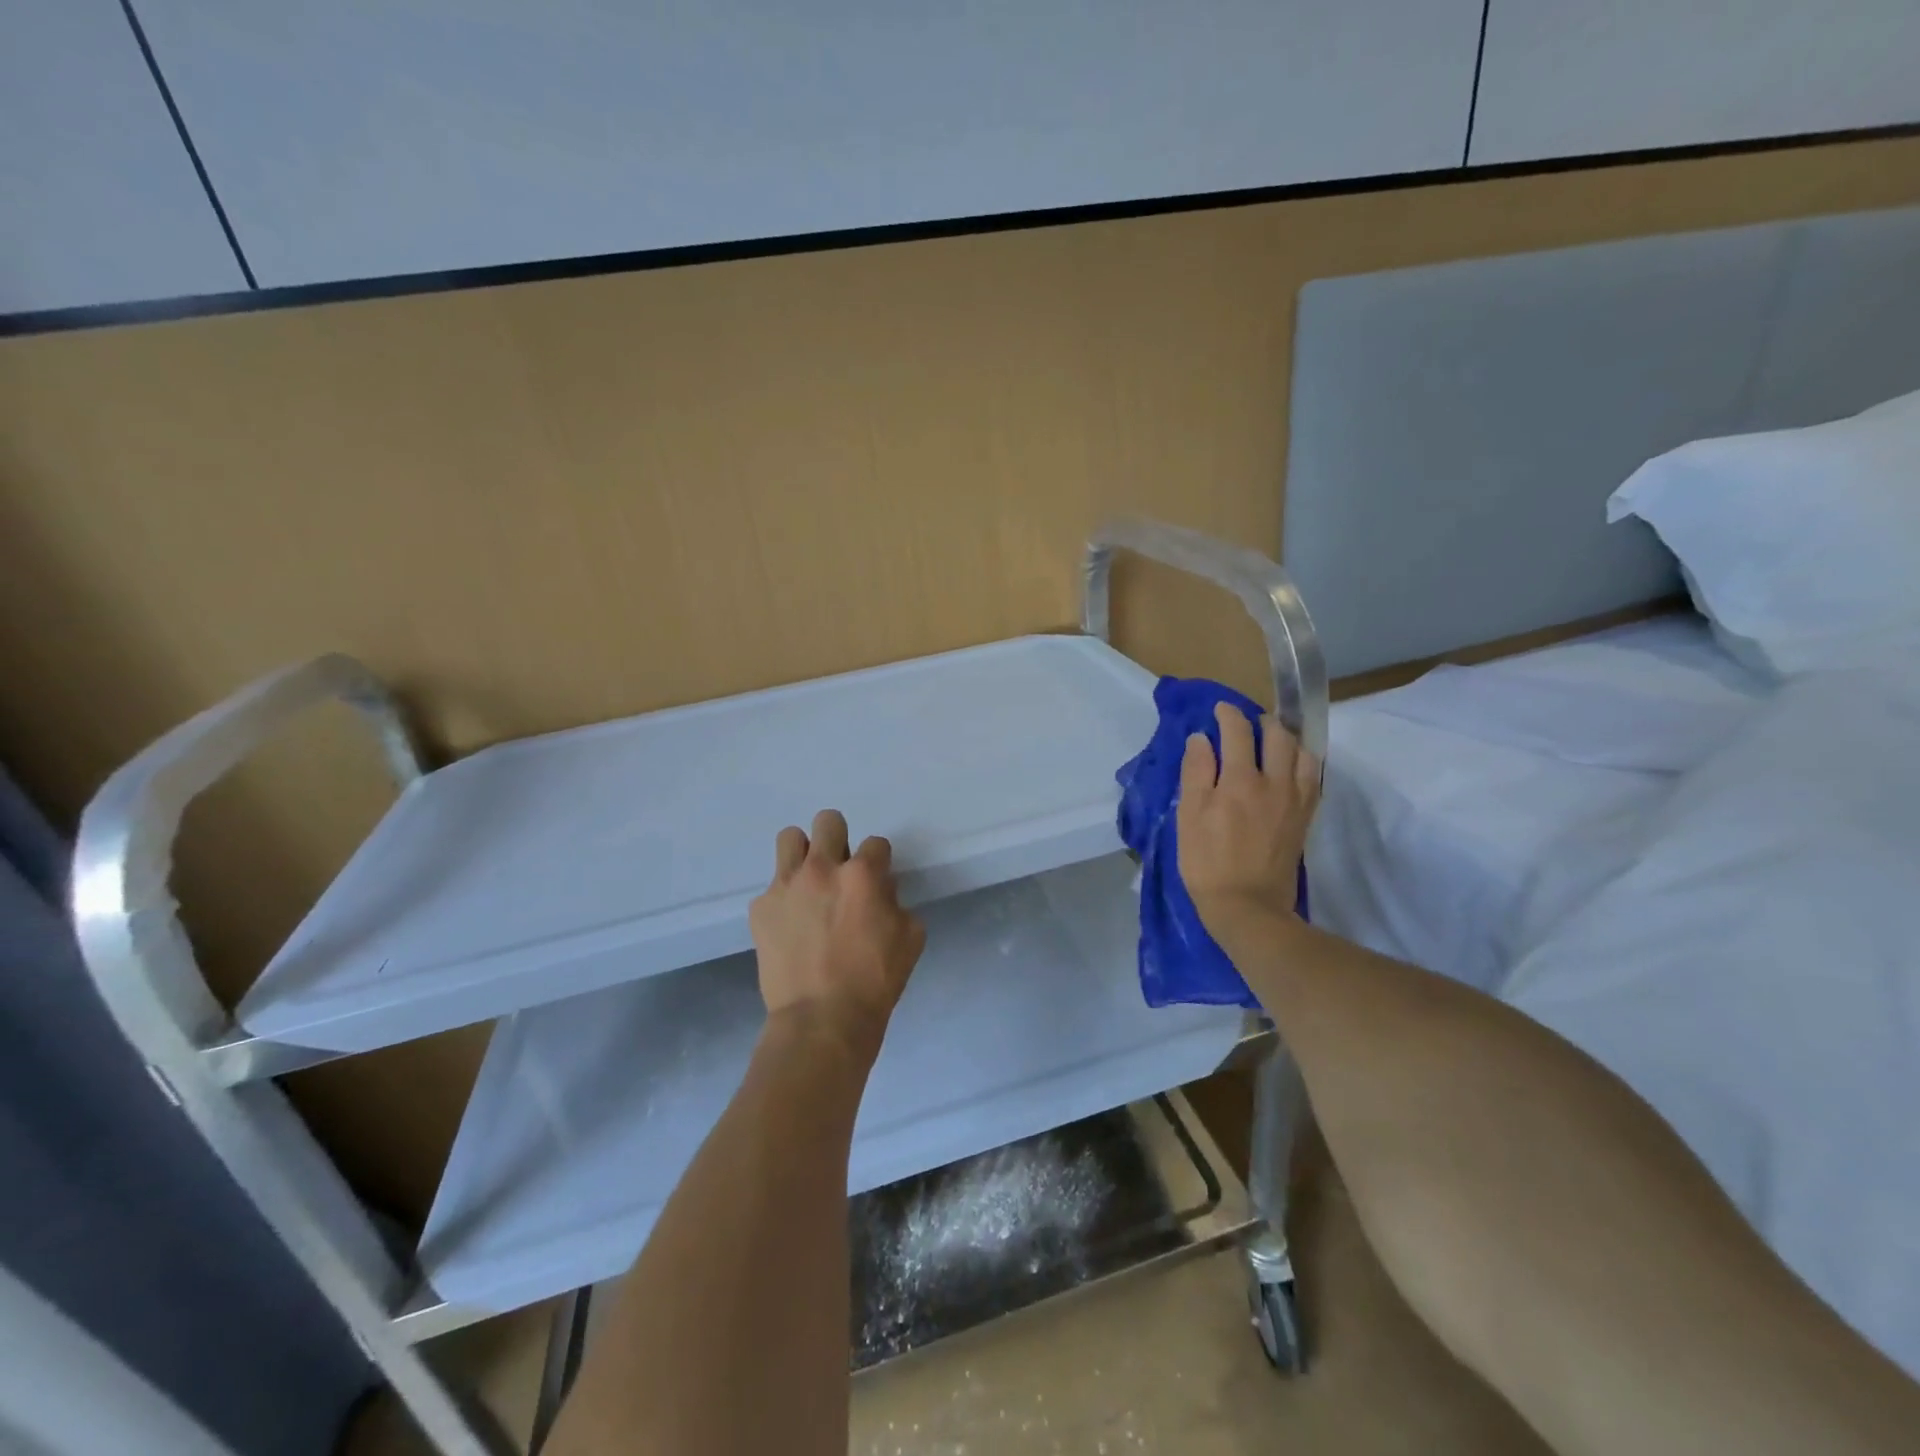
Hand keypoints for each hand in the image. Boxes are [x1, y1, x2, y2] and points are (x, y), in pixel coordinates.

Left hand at [748, 809, 926, 1056]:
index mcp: (862, 875)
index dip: (880, 862)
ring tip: (809, 882)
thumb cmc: (875, 982)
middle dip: (839, 839)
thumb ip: (897, 903)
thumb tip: (881, 893)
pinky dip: (784, 899)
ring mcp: (786, 886)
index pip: (876, 843)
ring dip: (804, 854)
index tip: (876, 882)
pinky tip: (791, 925)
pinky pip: (772, 887)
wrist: (821, 1020)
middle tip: (841, 870)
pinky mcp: (760, 908)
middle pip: (828, 821)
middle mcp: (822, 869)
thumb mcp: (911, 938)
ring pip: (790, 838)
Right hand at [1176, 703, 1320, 933]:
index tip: (1219, 709)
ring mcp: (1295, 800)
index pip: (1237, 732)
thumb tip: (1201, 739)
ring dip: (1286, 738)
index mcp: (1240, 780)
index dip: (1228, 714)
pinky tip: (1292, 765)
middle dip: (1261, 721)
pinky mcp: (1305, 817)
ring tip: (1271, 739)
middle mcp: (1274, 782)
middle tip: (1246, 722)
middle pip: (1277, 735)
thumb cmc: (1207, 862)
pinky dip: (1303, 761)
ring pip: (1301, 752)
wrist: (1248, 906)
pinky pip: (1313, 777)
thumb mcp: (1189, 816)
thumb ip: (1196, 773)